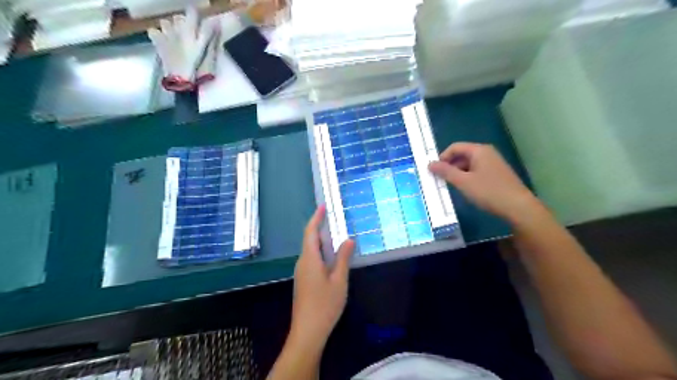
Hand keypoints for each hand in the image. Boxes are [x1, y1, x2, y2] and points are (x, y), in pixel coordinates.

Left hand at [290, 207, 353, 347]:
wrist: (308, 332)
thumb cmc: (325, 305)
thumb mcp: (339, 280)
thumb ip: (343, 258)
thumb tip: (348, 240)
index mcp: (309, 259)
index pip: (310, 232)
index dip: (316, 217)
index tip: (323, 206)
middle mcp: (302, 262)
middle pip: (310, 240)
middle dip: (321, 228)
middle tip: (335, 220)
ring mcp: (301, 273)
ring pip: (311, 251)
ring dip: (322, 242)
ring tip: (337, 237)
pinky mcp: (303, 281)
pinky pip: (312, 260)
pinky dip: (321, 253)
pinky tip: (332, 258)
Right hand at [427, 144, 539, 223]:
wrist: (518, 207)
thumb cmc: (489, 191)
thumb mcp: (463, 182)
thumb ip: (445, 172)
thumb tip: (430, 164)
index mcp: (479, 150)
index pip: (455, 147)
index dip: (442, 157)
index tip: (434, 171)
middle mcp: (487, 153)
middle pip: (462, 155)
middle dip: (450, 166)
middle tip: (441, 180)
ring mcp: (493, 163)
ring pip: (469, 164)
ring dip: (458, 173)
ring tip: (452, 186)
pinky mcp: (497, 174)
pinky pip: (477, 171)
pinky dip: (468, 177)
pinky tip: (466, 189)